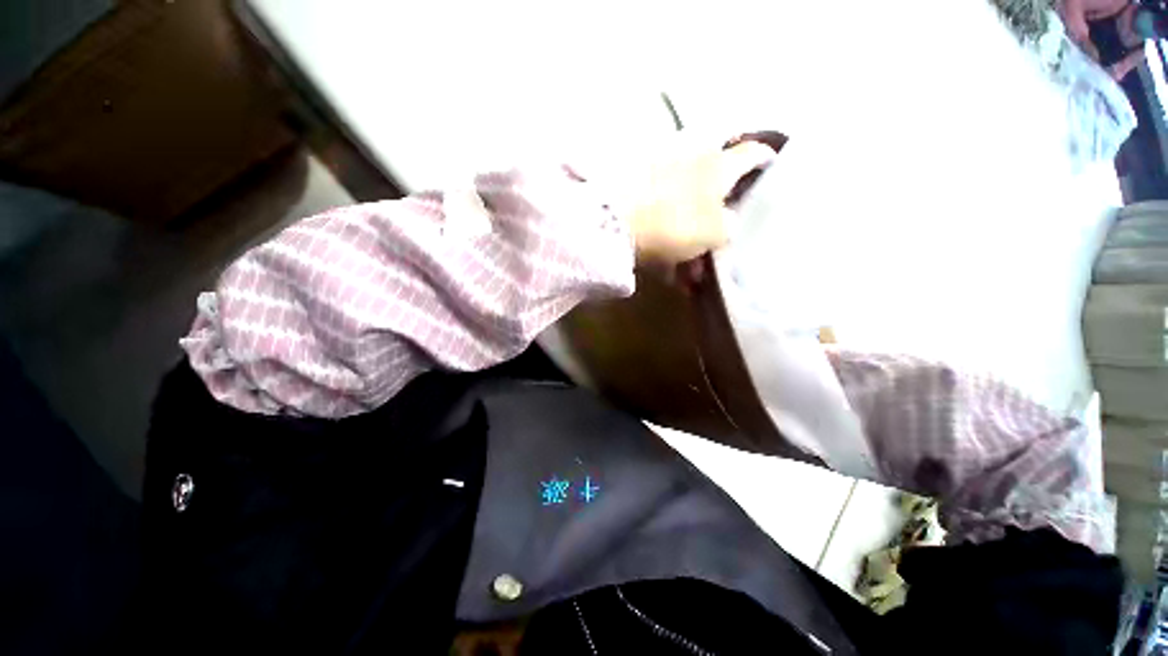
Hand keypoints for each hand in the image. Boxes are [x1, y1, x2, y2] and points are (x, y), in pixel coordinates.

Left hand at [625, 141, 774, 265]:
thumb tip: (728, 222)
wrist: (616, 222)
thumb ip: (729, 227)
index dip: (766, 161)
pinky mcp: (637, 192)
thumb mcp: (716, 231)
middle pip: (714, 190)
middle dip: (717, 221)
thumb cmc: (676, 223)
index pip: (753, 153)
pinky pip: (661, 219)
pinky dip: (666, 241)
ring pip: (685, 211)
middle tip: (718, 247)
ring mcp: (661, 175)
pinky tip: (666, 269)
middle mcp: (691, 162)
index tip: (772, 170)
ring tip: (686, 275)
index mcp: (719, 166)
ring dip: (689, 241)